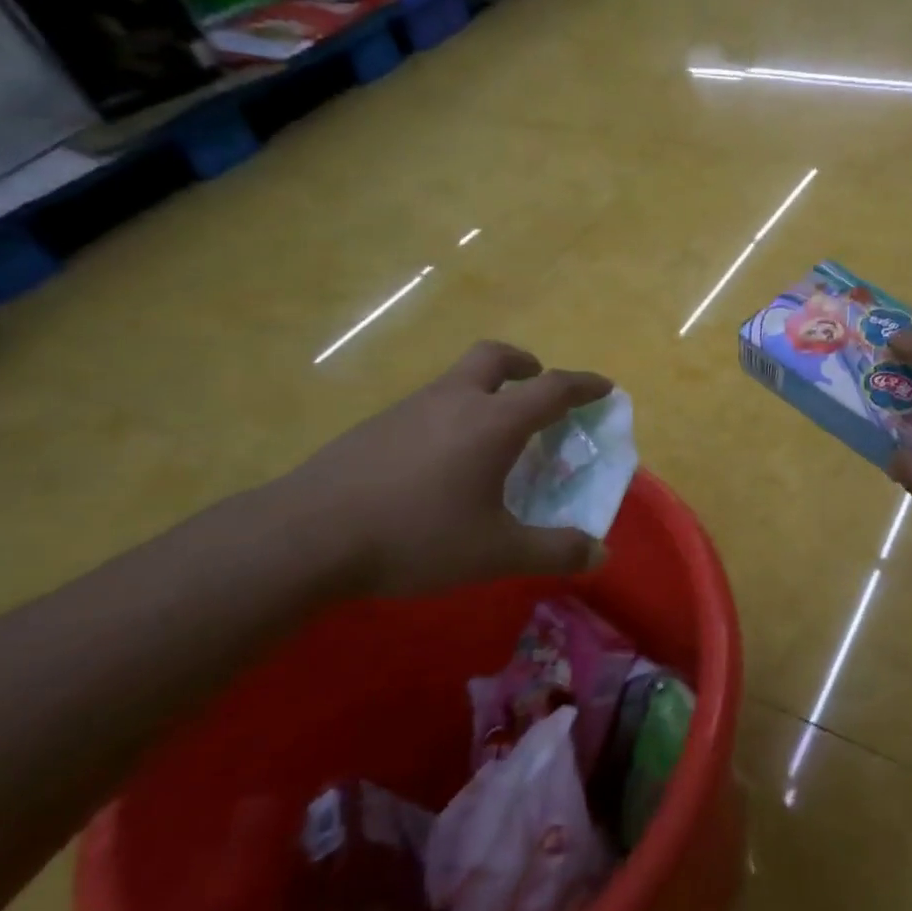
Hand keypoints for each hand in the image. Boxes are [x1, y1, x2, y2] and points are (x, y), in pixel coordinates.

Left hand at [274, 341, 614, 595]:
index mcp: (494, 421)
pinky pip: (428, 404)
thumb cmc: (416, 535)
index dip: (584, 385)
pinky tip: (441, 461)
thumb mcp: (495, 552)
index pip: (552, 388)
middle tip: (537, 383)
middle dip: (525, 363)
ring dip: (485, 389)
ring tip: (492, 433)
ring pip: (457, 379)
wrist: (306, 536)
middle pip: (495, 357)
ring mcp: (410, 409)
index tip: (604, 387)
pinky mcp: (376, 427)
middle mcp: (455, 401)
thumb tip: (599, 553)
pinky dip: (451, 414)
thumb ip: (553, 551)